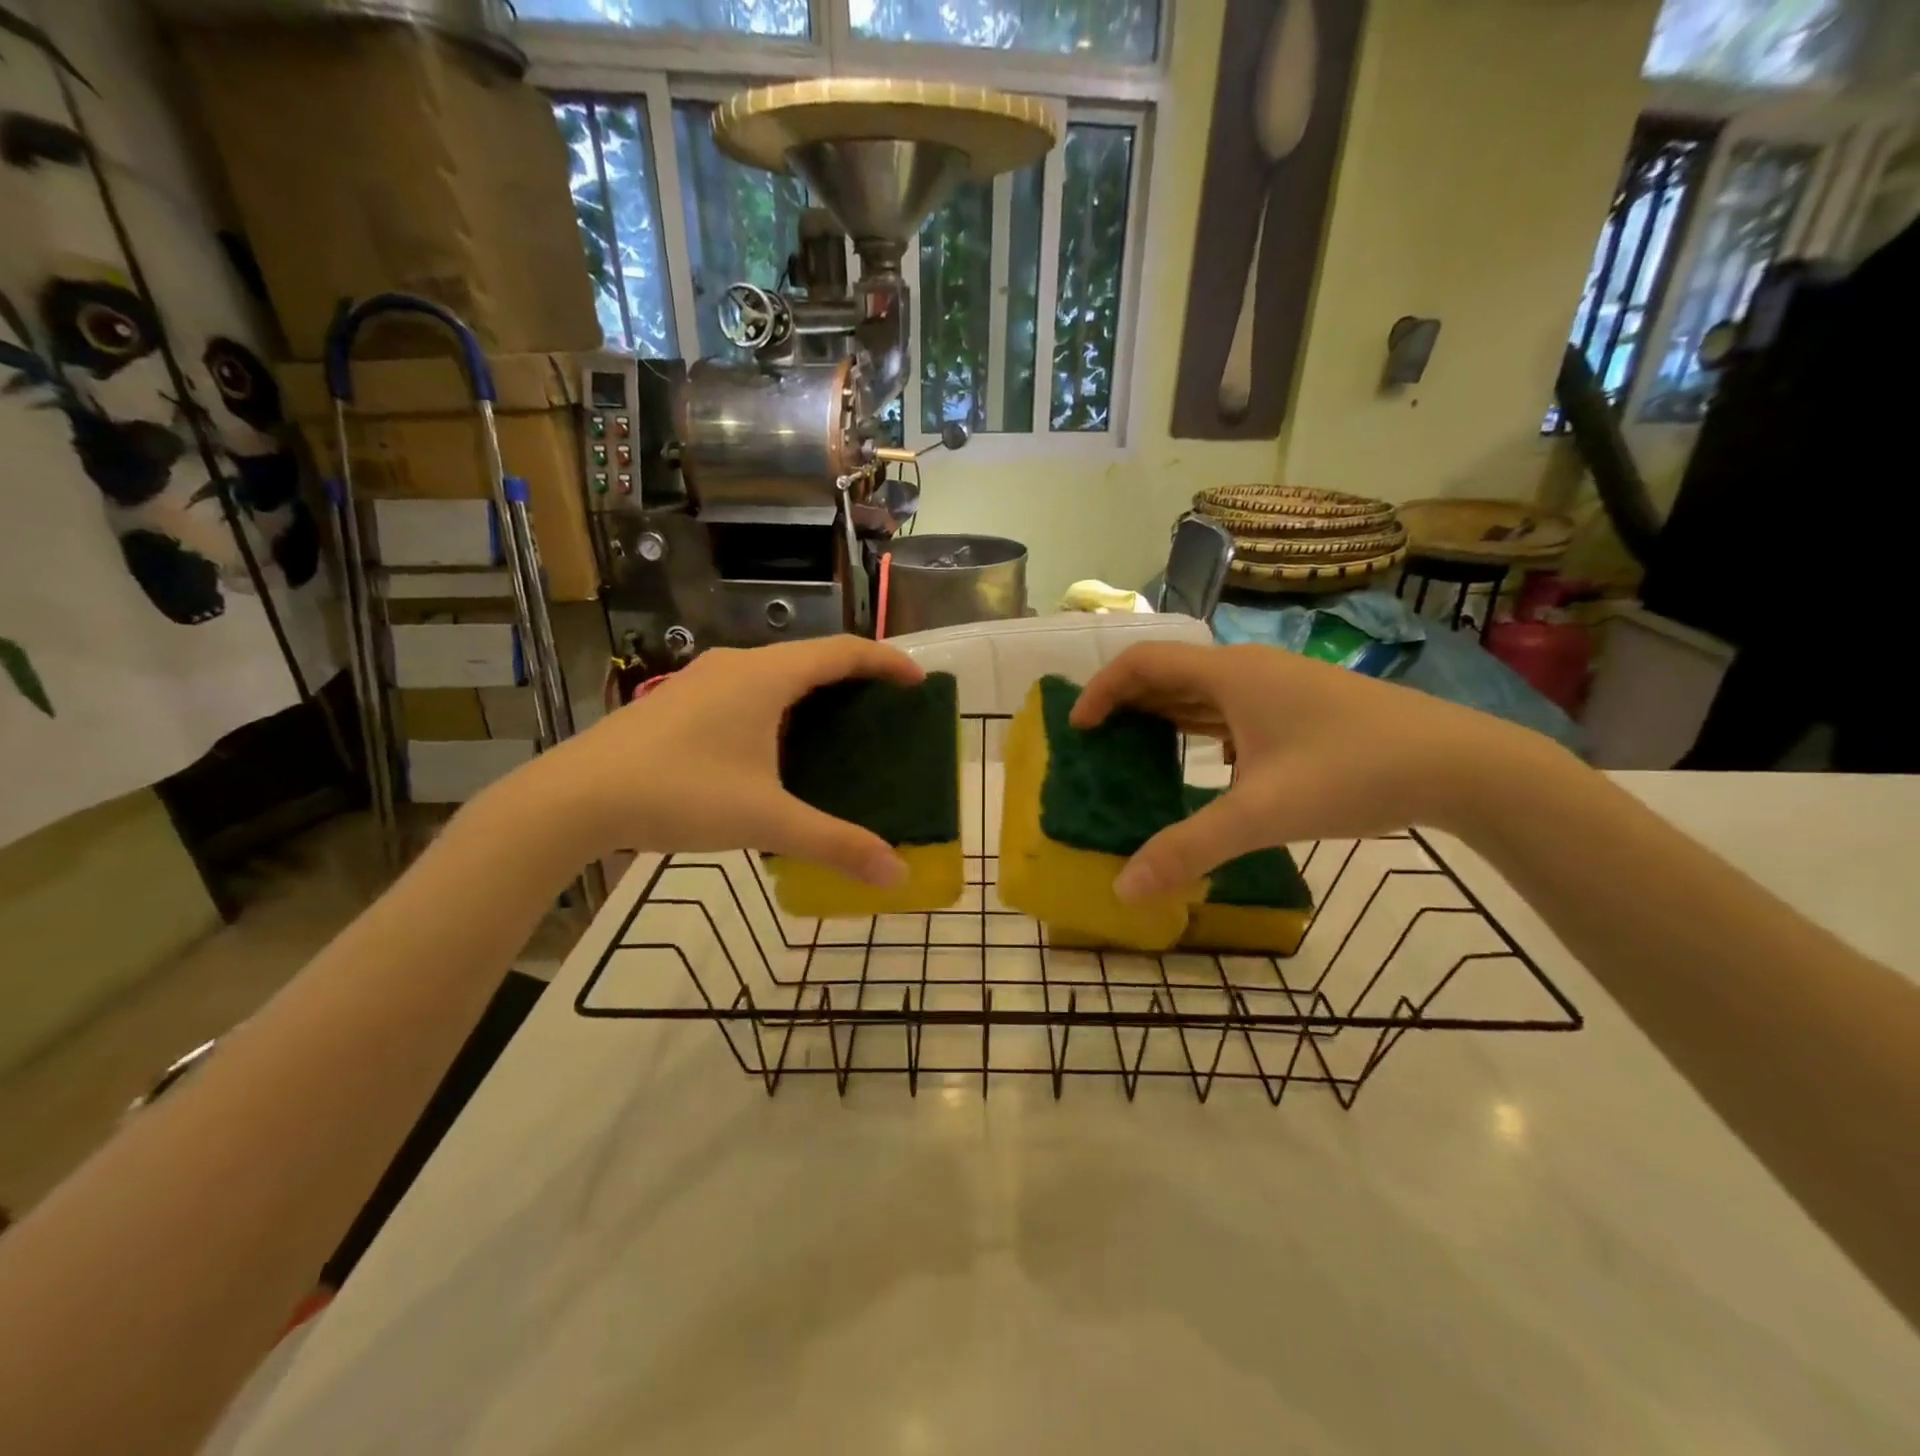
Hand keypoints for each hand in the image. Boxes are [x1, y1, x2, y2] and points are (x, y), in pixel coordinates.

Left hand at [510, 637, 924, 885]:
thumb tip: (896, 875)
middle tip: (885, 712)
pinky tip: (774, 747)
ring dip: (813, 692)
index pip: (844, 651)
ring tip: (838, 729)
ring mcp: (702, 679)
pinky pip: (747, 688)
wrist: (574, 798)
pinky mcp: (679, 700)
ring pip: (775, 673)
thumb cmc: (679, 794)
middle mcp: (737, 665)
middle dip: (855, 679)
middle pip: (812, 658)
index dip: (887, 662)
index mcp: (767, 677)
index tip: (919, 683)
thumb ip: (835, 844)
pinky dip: (779, 705)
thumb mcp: (766, 820)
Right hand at [1071, 642, 1555, 899]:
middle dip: (1126, 704)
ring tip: (1137, 752)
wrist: (1462, 765)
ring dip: (1164, 714)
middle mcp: (1249, 668)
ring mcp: (1280, 685)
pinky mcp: (1303, 706)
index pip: (1141, 663)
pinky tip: (1205, 761)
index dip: (1100, 692)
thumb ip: (1187, 849)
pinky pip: (1232, 706)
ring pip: (1203, 690)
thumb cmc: (1352, 773)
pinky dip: (1202, 726)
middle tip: (1099, 746)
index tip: (1078, 730)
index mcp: (1229, 674)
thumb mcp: (1260, 815)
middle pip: (1168, 673)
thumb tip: (1123, 889)